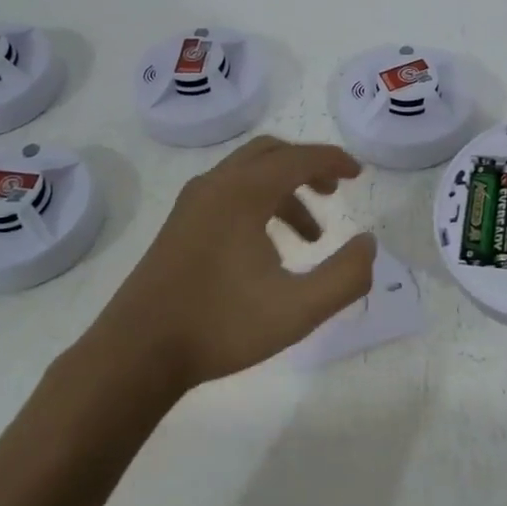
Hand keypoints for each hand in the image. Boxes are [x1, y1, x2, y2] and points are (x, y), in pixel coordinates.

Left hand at [95, 136, 376, 390]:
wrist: (138, 352)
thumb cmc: (221, 326)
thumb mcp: (298, 309)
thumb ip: (345, 277)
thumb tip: (369, 244)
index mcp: (243, 193)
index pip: (299, 158)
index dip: (334, 161)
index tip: (358, 174)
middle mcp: (215, 185)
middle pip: (270, 154)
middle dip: (307, 167)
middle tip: (334, 193)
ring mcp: (192, 204)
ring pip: (247, 175)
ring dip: (284, 192)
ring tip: (308, 239)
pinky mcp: (179, 225)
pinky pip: (228, 194)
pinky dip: (258, 204)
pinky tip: (268, 252)